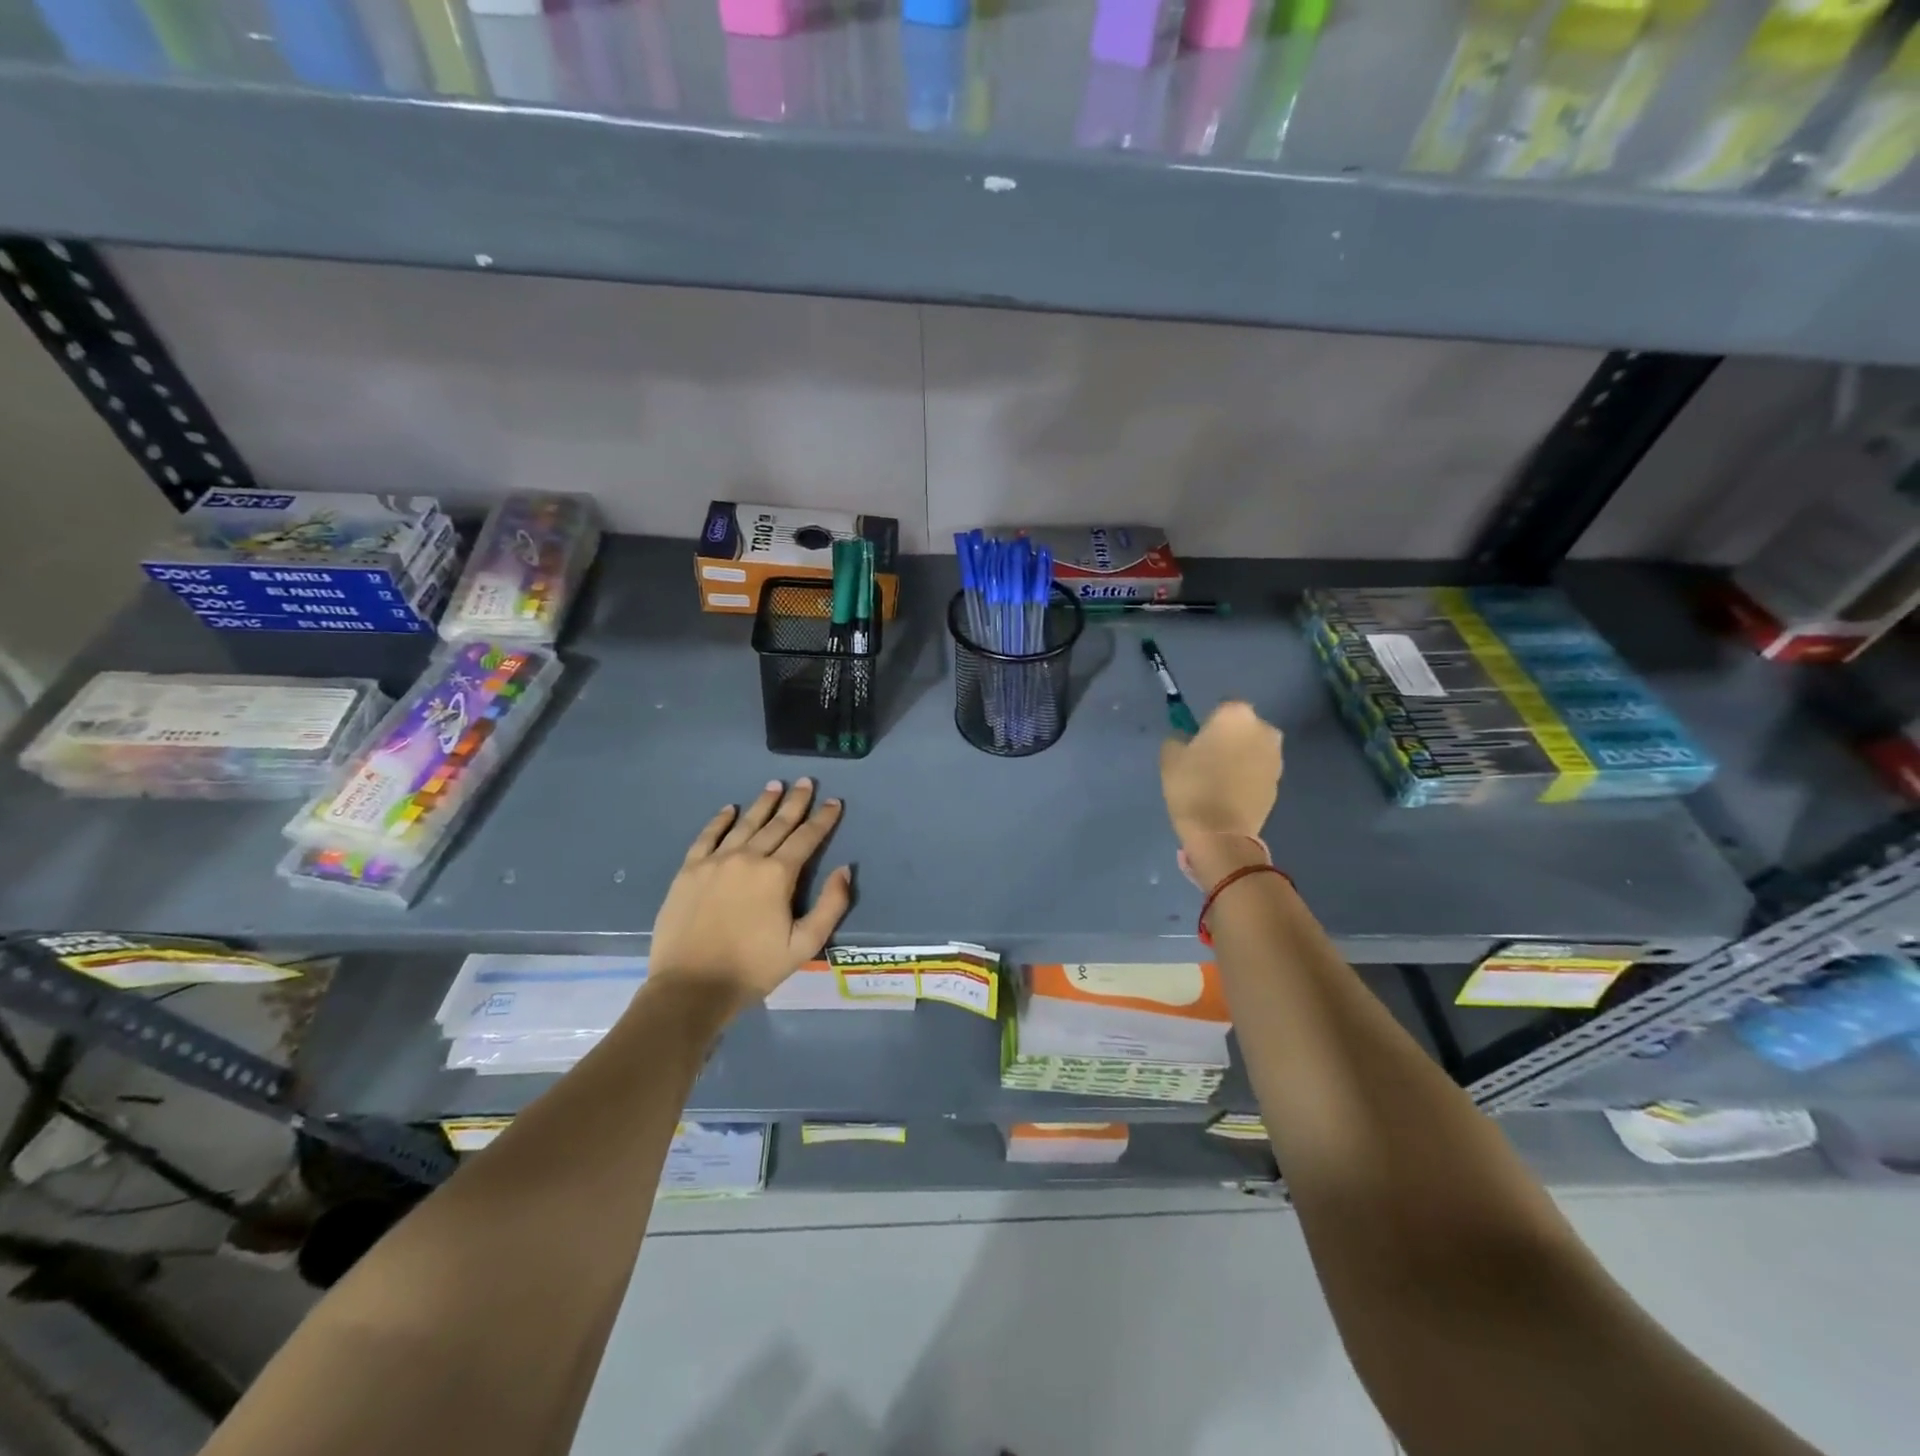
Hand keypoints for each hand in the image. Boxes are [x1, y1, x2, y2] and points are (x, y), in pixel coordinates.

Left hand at [648, 778, 851, 1006]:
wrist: (691, 987)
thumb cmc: (753, 969)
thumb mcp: (804, 945)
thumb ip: (831, 905)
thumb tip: (844, 870)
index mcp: (777, 874)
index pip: (806, 838)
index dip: (823, 819)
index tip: (834, 802)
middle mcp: (748, 857)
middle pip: (777, 823)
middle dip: (795, 802)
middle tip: (806, 782)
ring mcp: (715, 861)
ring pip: (745, 823)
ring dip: (762, 803)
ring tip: (775, 785)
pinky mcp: (689, 870)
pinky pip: (707, 836)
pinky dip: (720, 820)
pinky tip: (730, 809)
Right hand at [1159, 701, 1283, 886]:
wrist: (1221, 832)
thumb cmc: (1193, 786)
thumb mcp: (1170, 757)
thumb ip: (1179, 738)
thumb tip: (1187, 740)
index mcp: (1236, 714)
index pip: (1221, 707)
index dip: (1208, 723)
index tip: (1197, 741)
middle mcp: (1263, 729)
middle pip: (1243, 727)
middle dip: (1229, 738)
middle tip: (1208, 758)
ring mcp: (1276, 756)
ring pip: (1253, 748)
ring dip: (1241, 756)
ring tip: (1220, 778)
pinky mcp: (1280, 781)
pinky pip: (1259, 770)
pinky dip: (1248, 776)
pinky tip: (1231, 793)